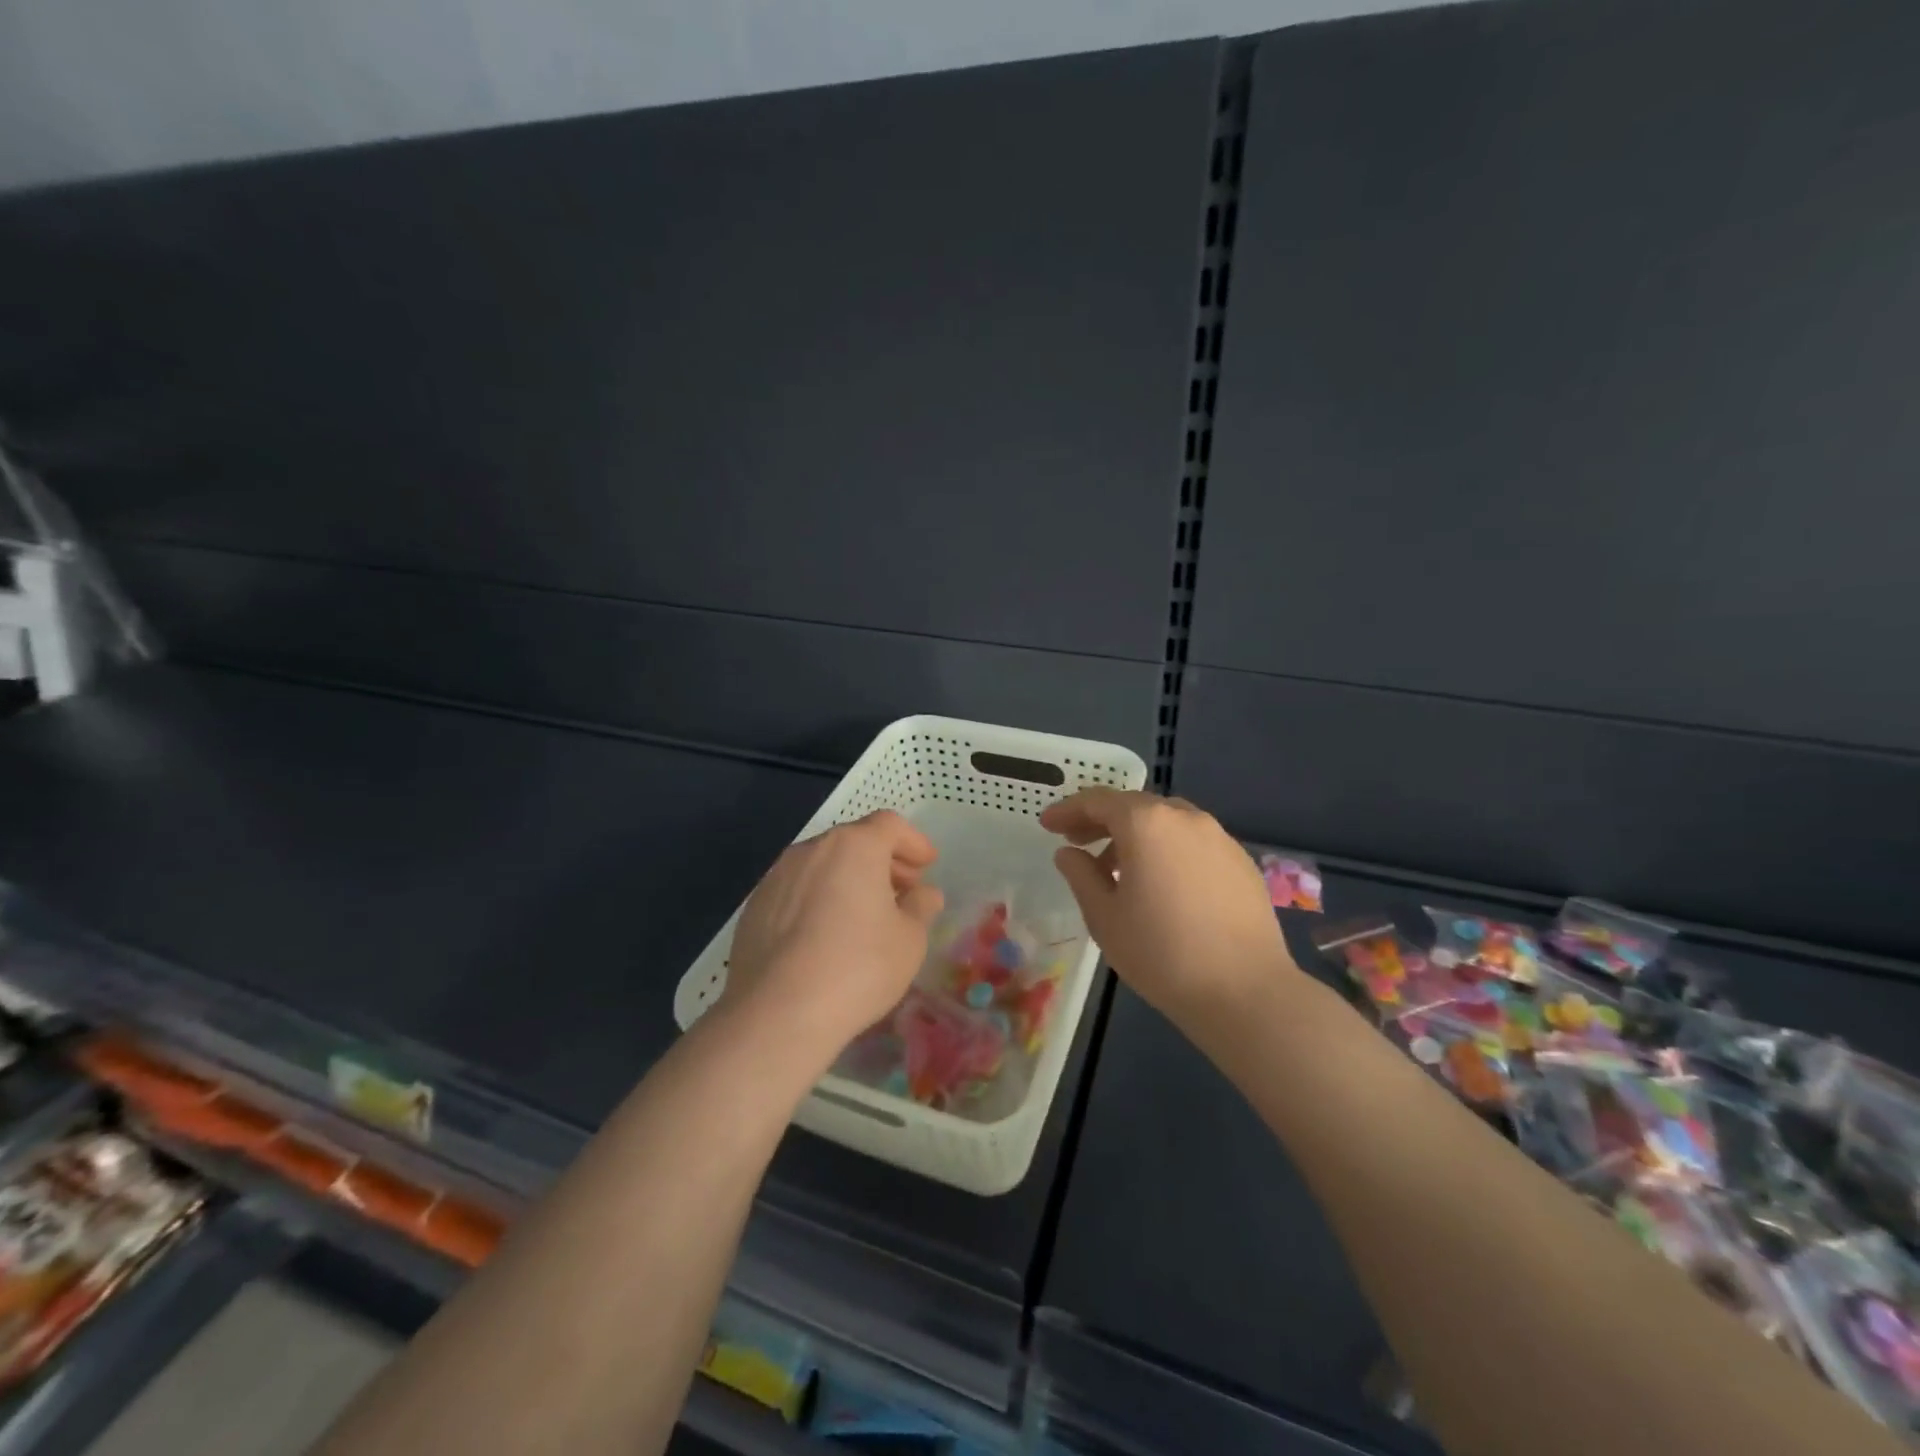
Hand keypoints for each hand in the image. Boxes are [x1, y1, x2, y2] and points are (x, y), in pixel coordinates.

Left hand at [725, 810, 943, 1068]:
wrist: (777, 1013)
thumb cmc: (858, 967)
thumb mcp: (909, 940)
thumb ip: (920, 907)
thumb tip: (924, 893)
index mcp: (854, 846)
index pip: (890, 825)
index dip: (913, 842)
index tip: (927, 865)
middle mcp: (812, 849)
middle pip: (854, 841)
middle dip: (883, 861)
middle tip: (903, 890)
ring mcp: (777, 876)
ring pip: (823, 865)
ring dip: (848, 879)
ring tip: (864, 915)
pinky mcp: (755, 907)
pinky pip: (797, 891)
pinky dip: (818, 900)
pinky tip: (825, 936)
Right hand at [1041, 789, 1300, 1035]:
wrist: (1245, 991)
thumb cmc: (1161, 953)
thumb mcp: (1104, 916)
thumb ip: (1081, 876)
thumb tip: (1068, 853)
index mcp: (1146, 823)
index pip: (1098, 801)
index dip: (1068, 810)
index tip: (1047, 824)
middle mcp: (1185, 818)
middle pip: (1134, 806)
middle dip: (1101, 821)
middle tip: (1076, 843)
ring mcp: (1219, 837)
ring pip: (1166, 822)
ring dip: (1135, 836)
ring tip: (1116, 869)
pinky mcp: (1241, 861)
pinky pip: (1192, 843)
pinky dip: (1167, 850)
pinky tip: (1161, 884)